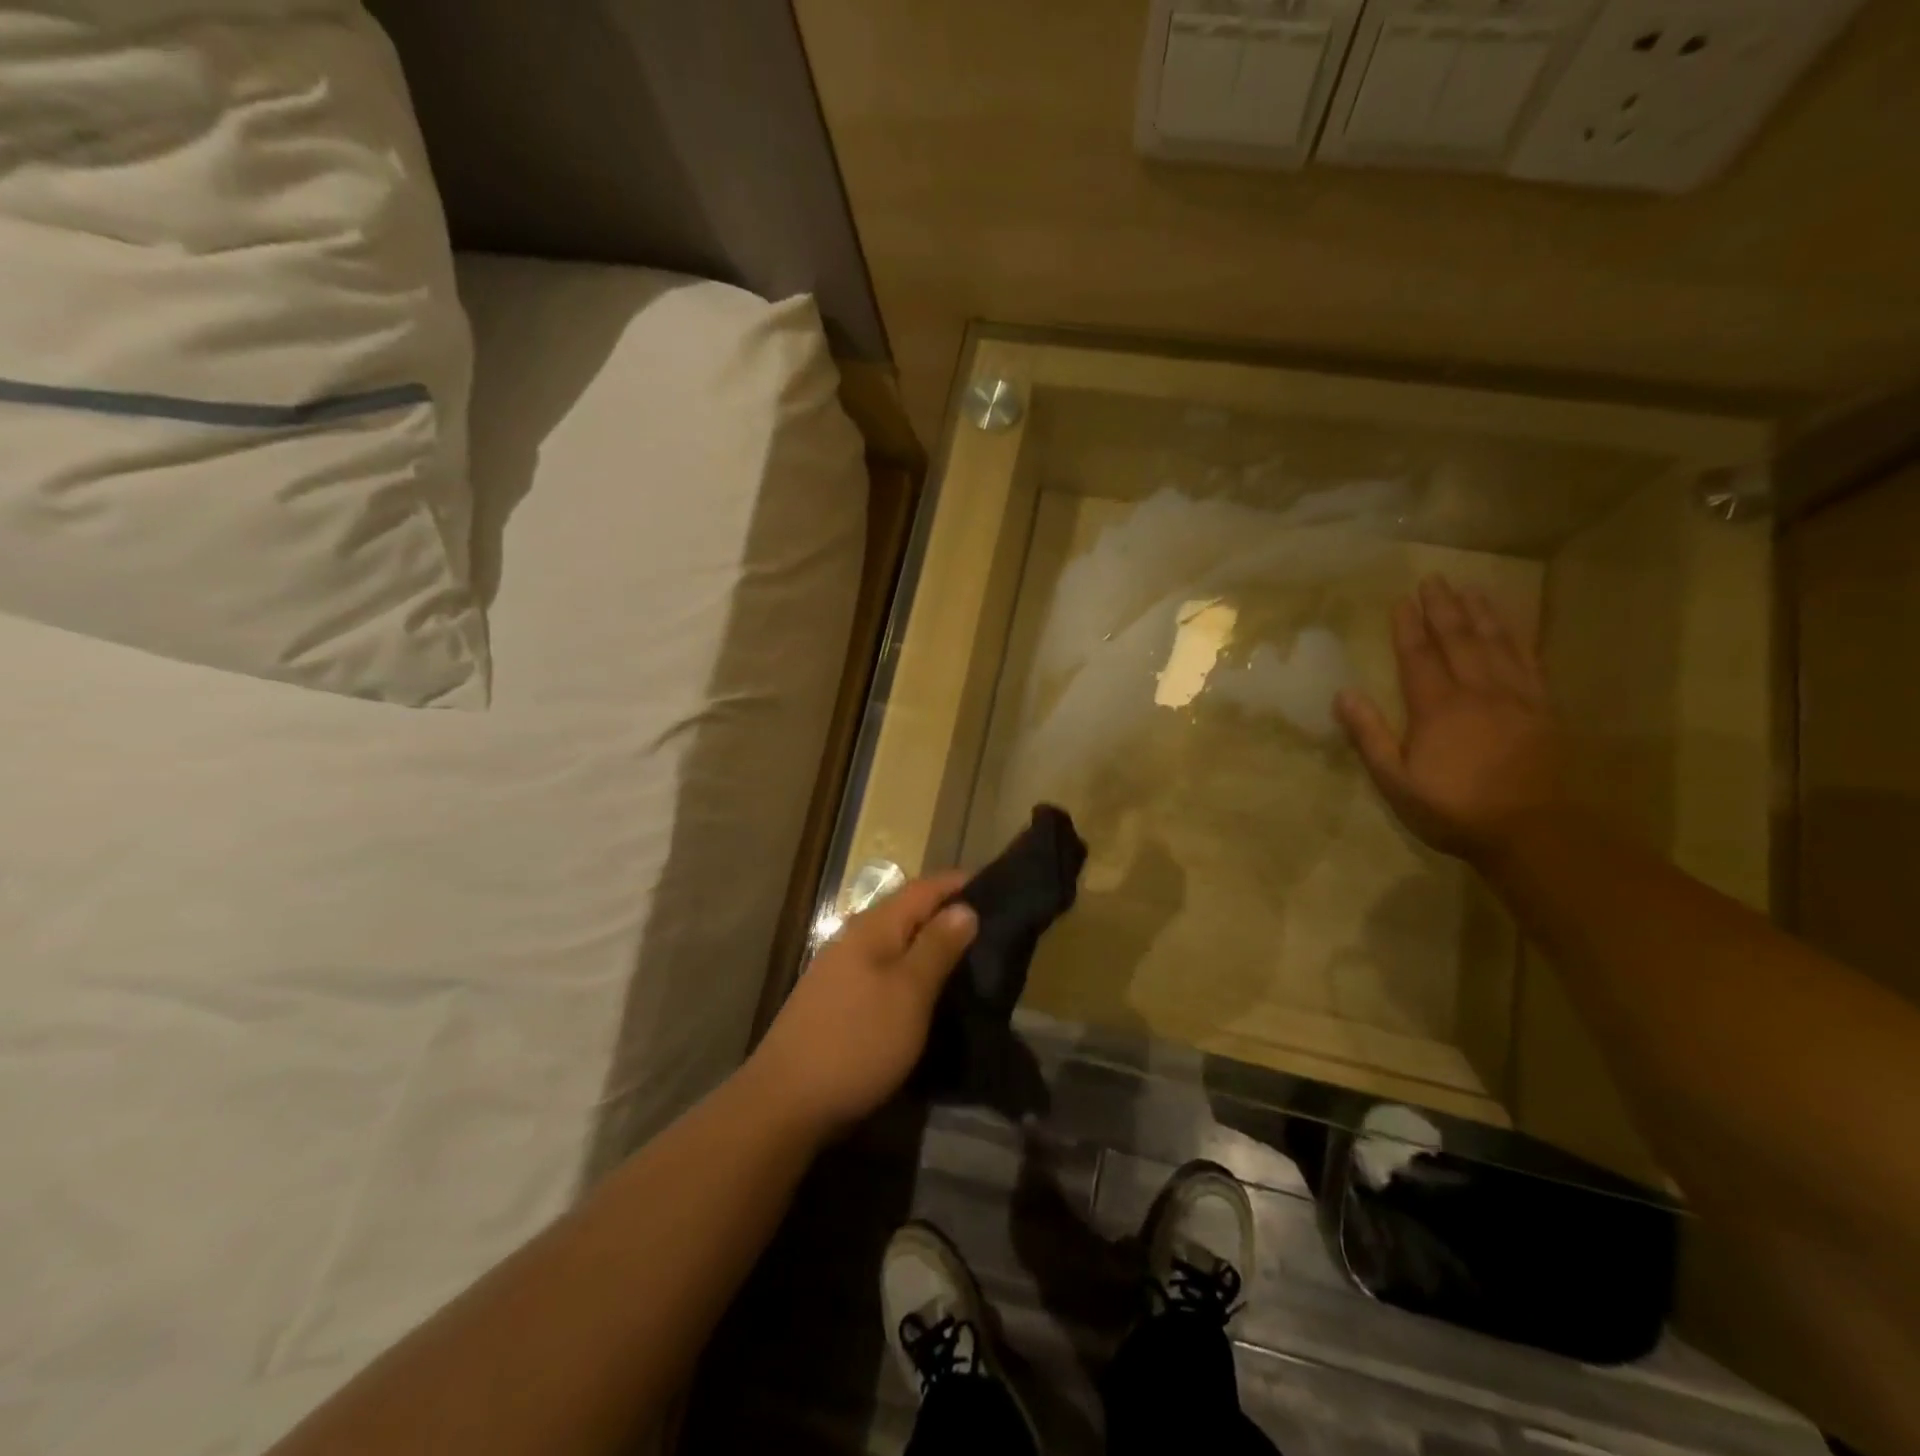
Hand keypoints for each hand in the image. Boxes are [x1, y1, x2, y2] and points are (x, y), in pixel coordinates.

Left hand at [748, 873, 977, 1141]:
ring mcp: (840, 970)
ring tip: (965, 961)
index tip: (997, 889)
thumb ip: (937, 947)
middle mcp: (854, 938)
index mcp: (873, 927)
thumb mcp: (909, 993)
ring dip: (928, 945)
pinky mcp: (836, 1001)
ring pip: (895, 943)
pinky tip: (925, 993)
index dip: (958, 884)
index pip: (923, 888)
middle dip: (947, 915)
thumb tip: (965, 907)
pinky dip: (910, 972)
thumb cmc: (857, 1041)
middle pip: (907, 912)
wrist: (785, 1102)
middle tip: (990, 930)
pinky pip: (883, 970)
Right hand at [1335, 575, 1568, 865]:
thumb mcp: (1395, 780)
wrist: (1534, 831)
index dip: (1408, 627)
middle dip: (1443, 608)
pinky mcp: (1543, 709)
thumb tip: (1343, 694)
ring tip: (1470, 588)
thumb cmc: (1453, 808)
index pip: (1419, 656)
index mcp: (1437, 707)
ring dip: (1481, 613)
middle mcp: (1477, 691)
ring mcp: (1515, 697)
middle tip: (1434, 579)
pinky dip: (1518, 637)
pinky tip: (1512, 625)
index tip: (1402, 601)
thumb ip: (1369, 735)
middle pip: (1458, 640)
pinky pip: (1529, 661)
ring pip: (1496, 643)